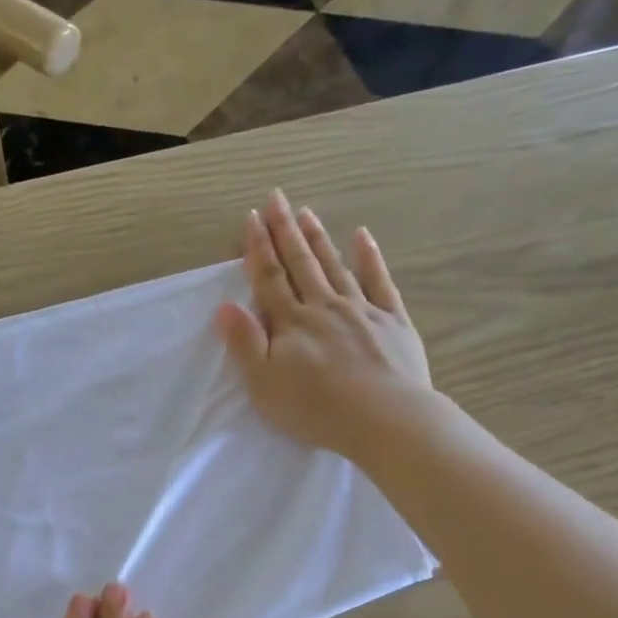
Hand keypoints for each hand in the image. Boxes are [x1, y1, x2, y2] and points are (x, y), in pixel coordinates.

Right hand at [215, 189, 435, 460]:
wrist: (384, 418)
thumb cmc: (316, 408)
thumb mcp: (264, 384)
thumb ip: (245, 343)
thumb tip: (225, 306)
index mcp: (291, 323)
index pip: (269, 278)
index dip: (258, 248)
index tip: (251, 218)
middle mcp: (323, 306)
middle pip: (300, 263)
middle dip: (285, 230)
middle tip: (277, 198)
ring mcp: (361, 310)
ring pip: (334, 266)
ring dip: (318, 238)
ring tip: (307, 212)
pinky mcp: (392, 321)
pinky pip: (379, 281)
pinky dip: (369, 257)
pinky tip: (362, 236)